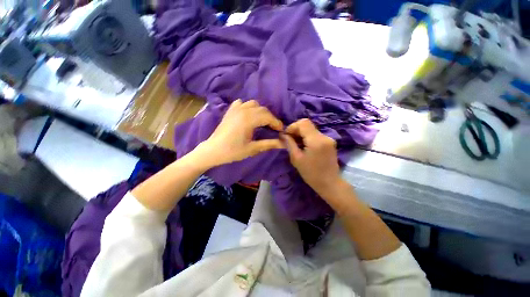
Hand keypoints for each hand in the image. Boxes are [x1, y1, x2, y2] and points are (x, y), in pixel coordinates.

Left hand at [196, 99, 284, 167]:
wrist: (213, 150)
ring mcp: (235, 109)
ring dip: (260, 111)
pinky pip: (242, 103)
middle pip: (262, 109)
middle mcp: (243, 110)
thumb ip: (269, 144)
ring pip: (253, 104)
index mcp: (248, 120)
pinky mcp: (230, 111)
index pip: (268, 116)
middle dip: (270, 118)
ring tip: (262, 121)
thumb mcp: (252, 149)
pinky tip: (248, 115)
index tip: (281, 130)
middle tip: (273, 128)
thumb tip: (283, 143)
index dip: (276, 123)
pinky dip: (248, 107)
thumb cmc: (233, 151)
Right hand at [281, 119, 341, 196]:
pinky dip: (308, 138)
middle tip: (290, 140)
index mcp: (316, 140)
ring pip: (312, 129)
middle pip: (308, 125)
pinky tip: (305, 147)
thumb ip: (289, 144)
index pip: (303, 123)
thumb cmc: (311, 173)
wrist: (329, 183)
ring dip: (302, 134)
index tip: (287, 135)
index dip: (293, 126)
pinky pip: (316, 135)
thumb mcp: (296, 159)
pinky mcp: (330, 142)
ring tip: (296, 144)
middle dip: (296, 130)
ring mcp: (329, 139)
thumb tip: (283, 134)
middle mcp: (324, 136)